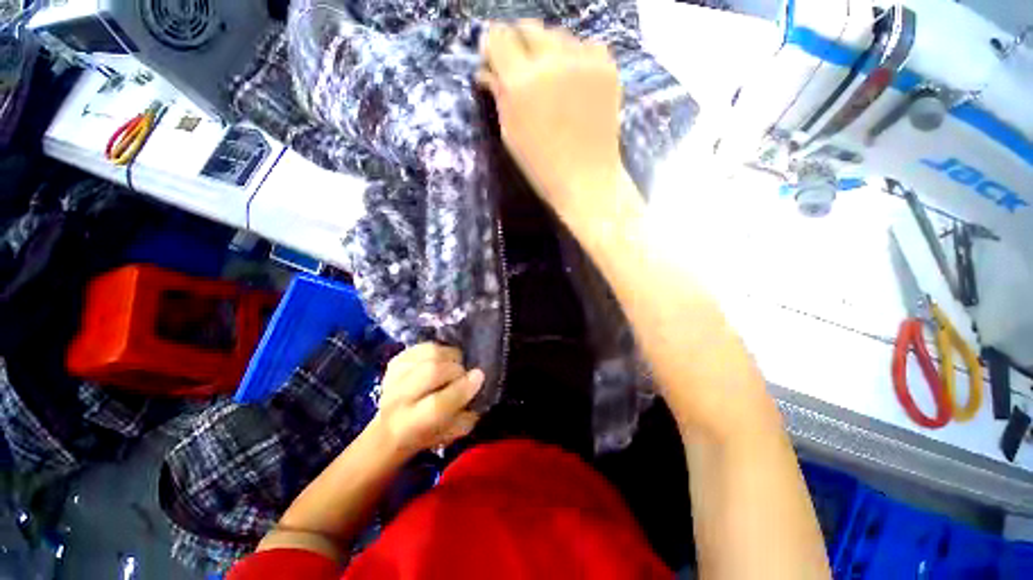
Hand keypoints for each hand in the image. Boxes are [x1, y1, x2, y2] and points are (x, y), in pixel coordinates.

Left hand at [373, 343, 483, 456]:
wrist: (388, 428)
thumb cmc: (425, 434)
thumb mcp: (449, 434)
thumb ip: (465, 416)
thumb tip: (477, 387)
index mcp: (411, 425)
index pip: (438, 405)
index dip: (462, 388)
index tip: (479, 377)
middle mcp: (398, 400)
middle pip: (432, 371)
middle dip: (456, 369)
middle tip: (463, 374)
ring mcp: (394, 377)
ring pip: (428, 353)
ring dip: (448, 355)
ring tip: (454, 363)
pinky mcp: (395, 361)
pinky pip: (421, 346)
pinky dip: (437, 349)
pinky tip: (441, 358)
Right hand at [478, 20, 624, 223]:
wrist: (587, 180)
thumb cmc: (542, 167)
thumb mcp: (511, 135)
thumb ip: (498, 95)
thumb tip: (485, 71)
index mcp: (520, 83)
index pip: (498, 37)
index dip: (493, 48)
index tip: (495, 61)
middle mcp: (551, 61)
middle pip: (527, 27)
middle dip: (519, 44)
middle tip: (523, 71)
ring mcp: (583, 61)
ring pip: (557, 35)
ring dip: (548, 51)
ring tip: (551, 81)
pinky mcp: (606, 66)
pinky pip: (585, 46)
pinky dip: (575, 58)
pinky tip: (574, 82)